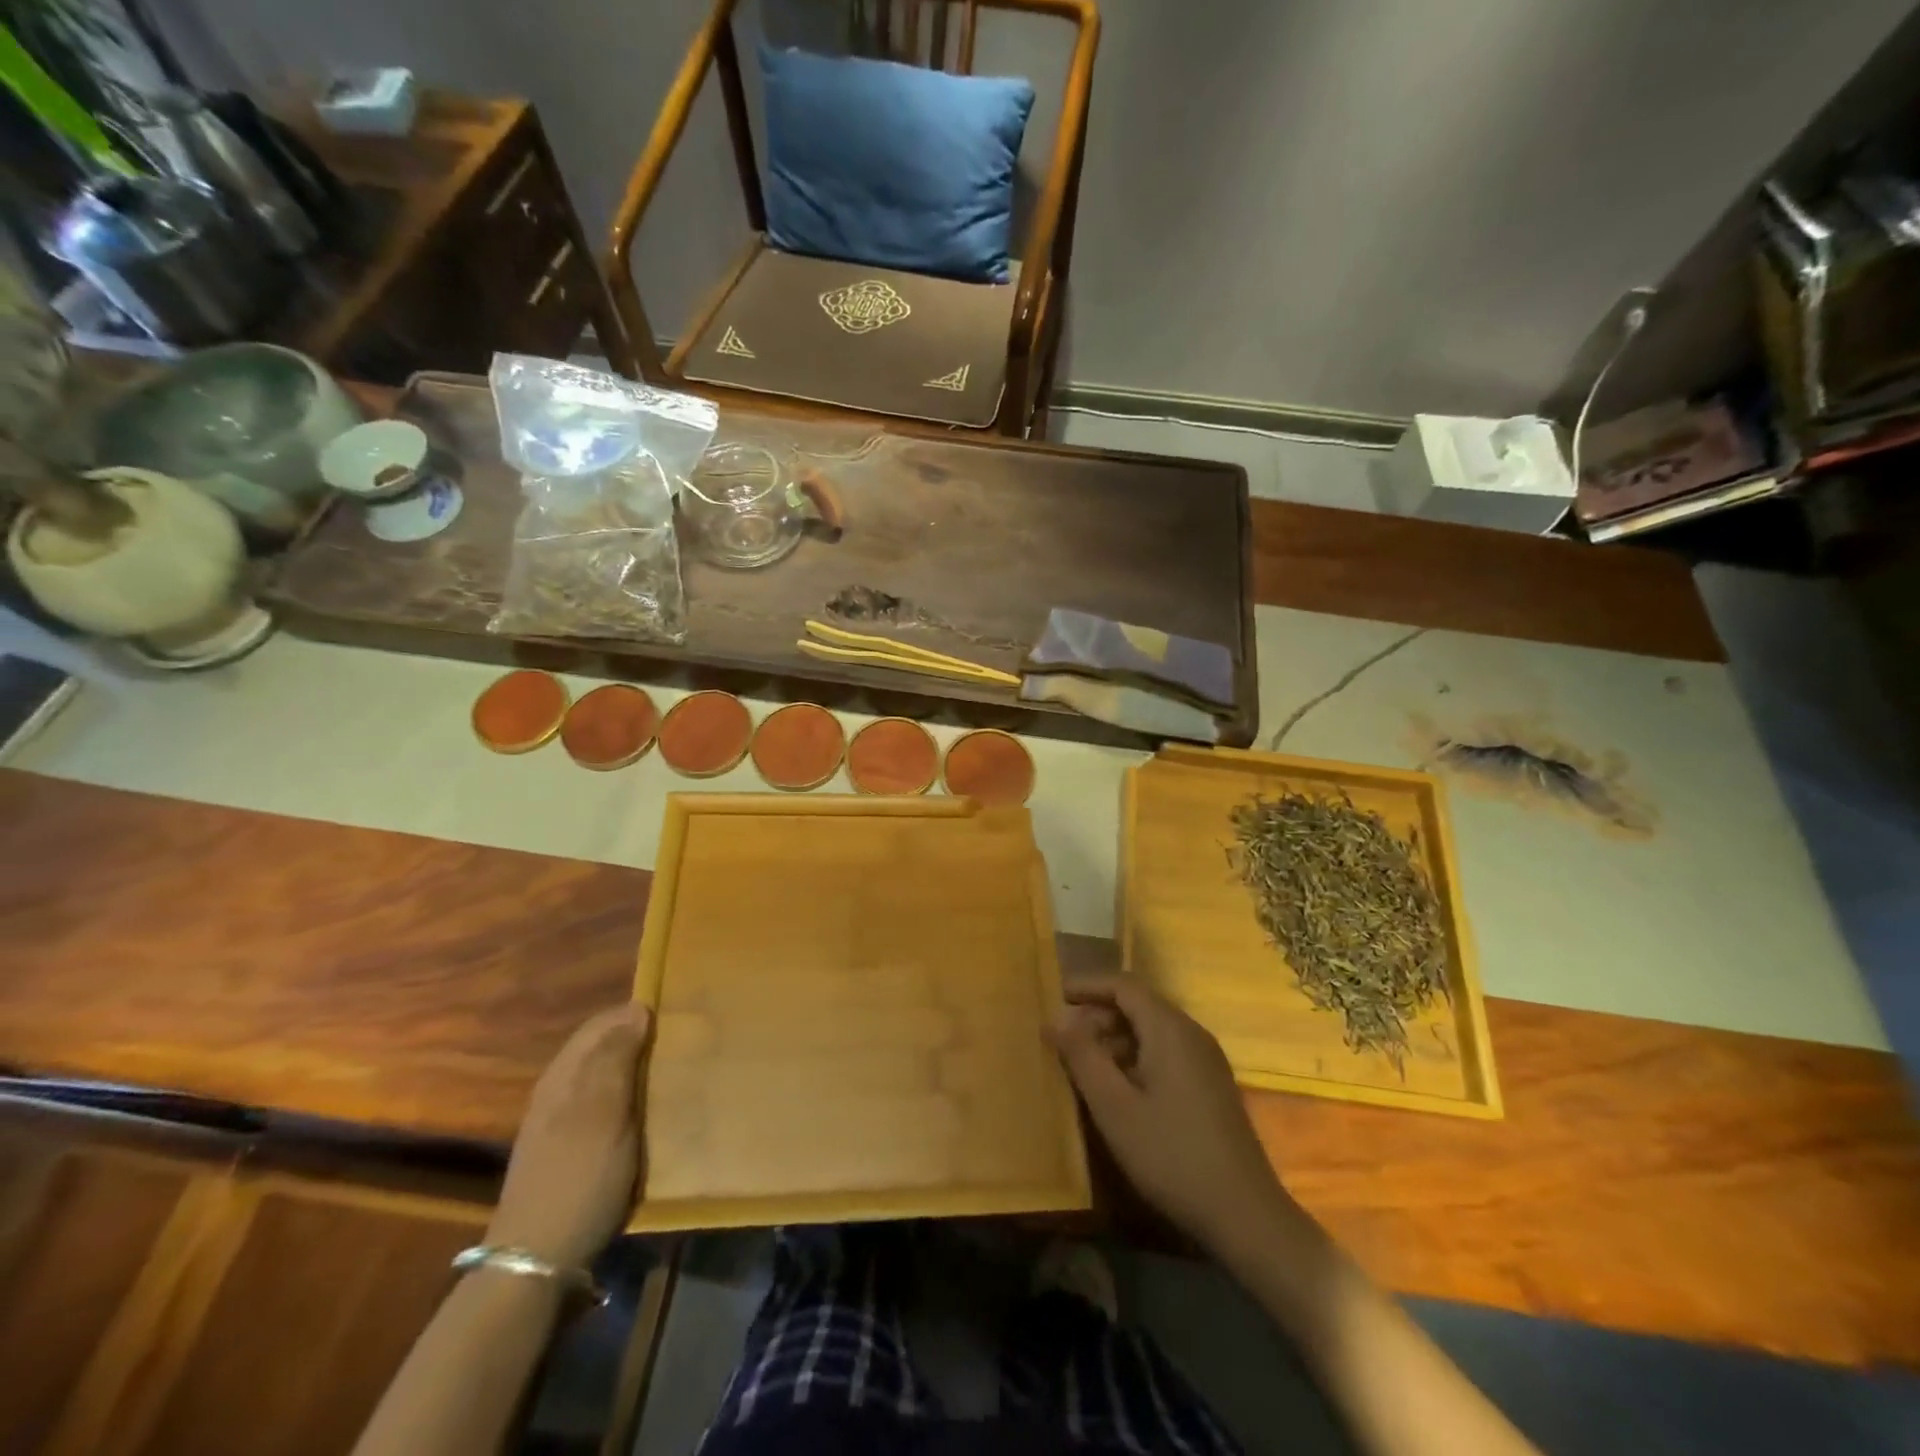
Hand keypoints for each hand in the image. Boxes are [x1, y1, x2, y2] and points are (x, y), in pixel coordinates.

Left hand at [487, 1005, 652, 1268]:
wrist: (538, 1262)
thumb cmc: (578, 1177)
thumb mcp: (604, 1112)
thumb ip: (617, 1059)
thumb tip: (636, 1009)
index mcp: (564, 1075)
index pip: (602, 1023)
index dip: (636, 1014)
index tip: (676, 1014)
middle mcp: (559, 1091)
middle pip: (603, 1050)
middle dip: (640, 1041)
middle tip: (684, 1042)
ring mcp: (562, 1123)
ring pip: (606, 1079)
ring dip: (638, 1072)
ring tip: (676, 1073)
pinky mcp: (571, 1151)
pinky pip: (607, 1108)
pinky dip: (631, 1101)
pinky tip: (651, 1113)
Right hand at [1049, 975, 1298, 1257]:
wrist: (1245, 1215)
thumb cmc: (1171, 1155)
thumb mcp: (1114, 1107)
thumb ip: (1082, 1056)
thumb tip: (1056, 1018)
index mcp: (1169, 1029)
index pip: (1123, 985)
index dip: (1087, 986)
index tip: (1054, 996)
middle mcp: (1191, 1033)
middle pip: (1138, 1005)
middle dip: (1097, 1015)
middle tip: (1061, 1037)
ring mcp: (1206, 1060)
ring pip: (1152, 1031)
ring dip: (1115, 1039)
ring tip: (1082, 1064)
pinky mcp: (1211, 1086)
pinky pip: (1166, 1053)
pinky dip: (1135, 1058)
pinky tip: (1118, 1090)